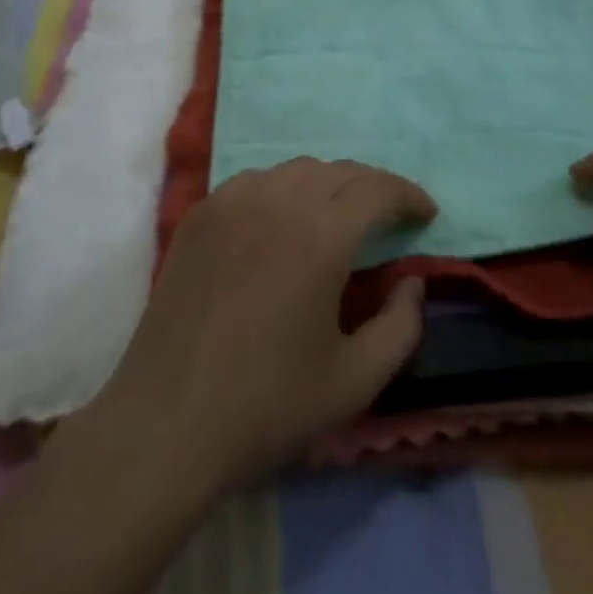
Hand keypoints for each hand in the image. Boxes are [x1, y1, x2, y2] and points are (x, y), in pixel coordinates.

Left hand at [89, 157, 436, 492]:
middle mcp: (277, 201)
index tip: (426, 213)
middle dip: (374, 188)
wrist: (166, 423)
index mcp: (320, 236)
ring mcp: (232, 201)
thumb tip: (411, 281)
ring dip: (329, 185)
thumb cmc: (267, 405)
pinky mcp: (201, 213)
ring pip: (296, 170)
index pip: (378, 189)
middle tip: (390, 218)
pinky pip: (256, 181)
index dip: (409, 195)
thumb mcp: (355, 381)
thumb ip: (401, 326)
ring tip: (339, 217)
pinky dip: (284, 190)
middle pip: (339, 171)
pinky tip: (283, 222)